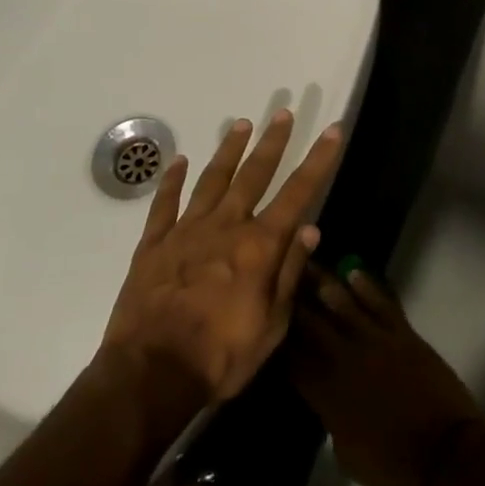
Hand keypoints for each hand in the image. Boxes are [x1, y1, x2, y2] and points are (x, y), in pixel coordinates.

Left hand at [102, 110, 343, 401]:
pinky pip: (164, 204)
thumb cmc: (221, 356)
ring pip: (212, 180)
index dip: (319, 160)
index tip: (333, 130)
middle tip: (283, 112)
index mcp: (259, 247)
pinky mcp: (153, 244)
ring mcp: (186, 232)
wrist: (151, 373)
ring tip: (240, 123)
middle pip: (254, 175)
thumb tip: (310, 229)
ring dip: (228, 151)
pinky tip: (179, 160)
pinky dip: (172, 180)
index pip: (298, 193)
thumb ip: (289, 273)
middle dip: (273, 142)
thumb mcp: (272, 326)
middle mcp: (225, 227)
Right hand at [288, 268, 482, 485]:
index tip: (262, 317)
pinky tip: (353, 271)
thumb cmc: (393, 467)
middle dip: (292, 300)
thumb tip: (324, 397)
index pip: (291, 360)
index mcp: (326, 394)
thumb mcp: (346, 453)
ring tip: (306, 262)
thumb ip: (330, 417)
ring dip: (323, 283)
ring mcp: (376, 342)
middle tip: (276, 276)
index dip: (276, 339)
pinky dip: (368, 286)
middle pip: (311, 324)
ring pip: (343, 305)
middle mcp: (345, 360)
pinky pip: (382, 304)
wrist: (446, 454)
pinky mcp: (403, 335)